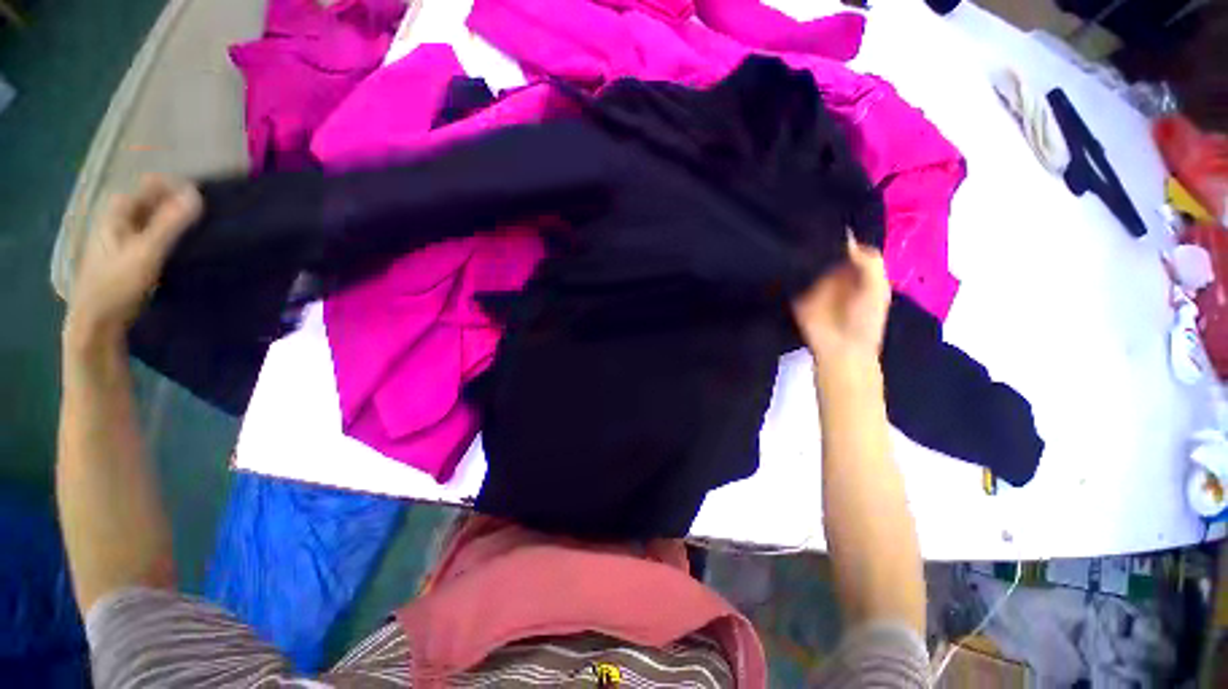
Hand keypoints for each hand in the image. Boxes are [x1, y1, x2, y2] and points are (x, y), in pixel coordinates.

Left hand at [64, 175, 200, 348]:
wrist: (95, 323)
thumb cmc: (117, 284)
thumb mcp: (147, 253)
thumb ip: (170, 224)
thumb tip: (197, 193)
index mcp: (117, 214)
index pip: (148, 186)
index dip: (173, 187)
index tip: (202, 194)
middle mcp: (116, 221)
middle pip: (148, 202)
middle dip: (175, 202)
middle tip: (207, 211)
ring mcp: (119, 241)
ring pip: (149, 220)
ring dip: (172, 220)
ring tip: (199, 227)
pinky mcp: (126, 259)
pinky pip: (150, 236)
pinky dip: (166, 235)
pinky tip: (180, 246)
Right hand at [791, 234, 890, 363]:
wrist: (841, 350)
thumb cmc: (865, 321)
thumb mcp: (877, 288)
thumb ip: (868, 262)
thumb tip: (847, 237)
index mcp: (857, 271)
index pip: (848, 245)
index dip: (841, 232)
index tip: (829, 216)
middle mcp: (835, 274)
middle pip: (825, 250)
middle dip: (818, 237)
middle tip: (806, 221)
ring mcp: (814, 283)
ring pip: (807, 261)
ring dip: (801, 251)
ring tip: (791, 232)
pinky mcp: (797, 294)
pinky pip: (792, 277)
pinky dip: (788, 268)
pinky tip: (781, 254)